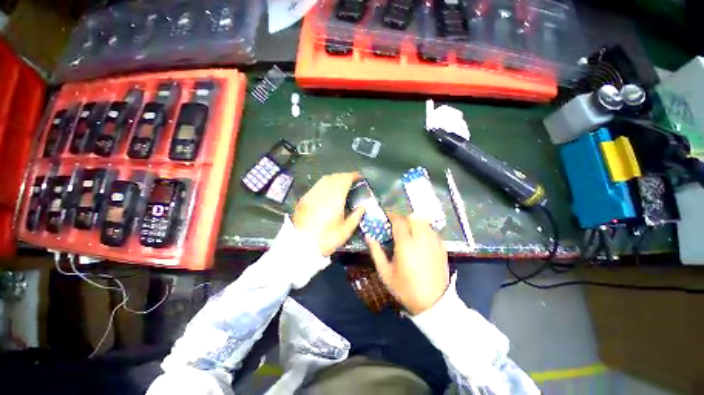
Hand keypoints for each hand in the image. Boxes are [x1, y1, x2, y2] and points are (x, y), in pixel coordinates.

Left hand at [293, 172, 365, 255]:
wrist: (301, 246)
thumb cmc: (326, 240)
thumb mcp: (345, 231)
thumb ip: (356, 216)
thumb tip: (363, 206)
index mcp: (334, 201)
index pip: (344, 180)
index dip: (352, 176)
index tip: (359, 177)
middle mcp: (322, 194)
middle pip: (334, 177)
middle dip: (344, 176)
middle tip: (352, 180)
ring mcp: (311, 195)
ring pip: (324, 179)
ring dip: (335, 178)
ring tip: (342, 183)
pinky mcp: (304, 199)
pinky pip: (317, 185)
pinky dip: (325, 183)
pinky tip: (328, 190)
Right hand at [367, 214, 448, 314]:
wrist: (433, 304)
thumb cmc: (405, 289)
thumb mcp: (385, 273)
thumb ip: (376, 252)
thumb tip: (369, 237)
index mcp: (405, 245)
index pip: (399, 221)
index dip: (392, 215)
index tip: (387, 216)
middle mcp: (421, 240)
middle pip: (413, 217)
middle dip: (404, 217)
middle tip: (397, 224)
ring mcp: (434, 243)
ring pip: (424, 222)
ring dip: (415, 222)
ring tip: (409, 230)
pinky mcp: (442, 248)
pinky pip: (432, 231)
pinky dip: (425, 229)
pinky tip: (420, 239)